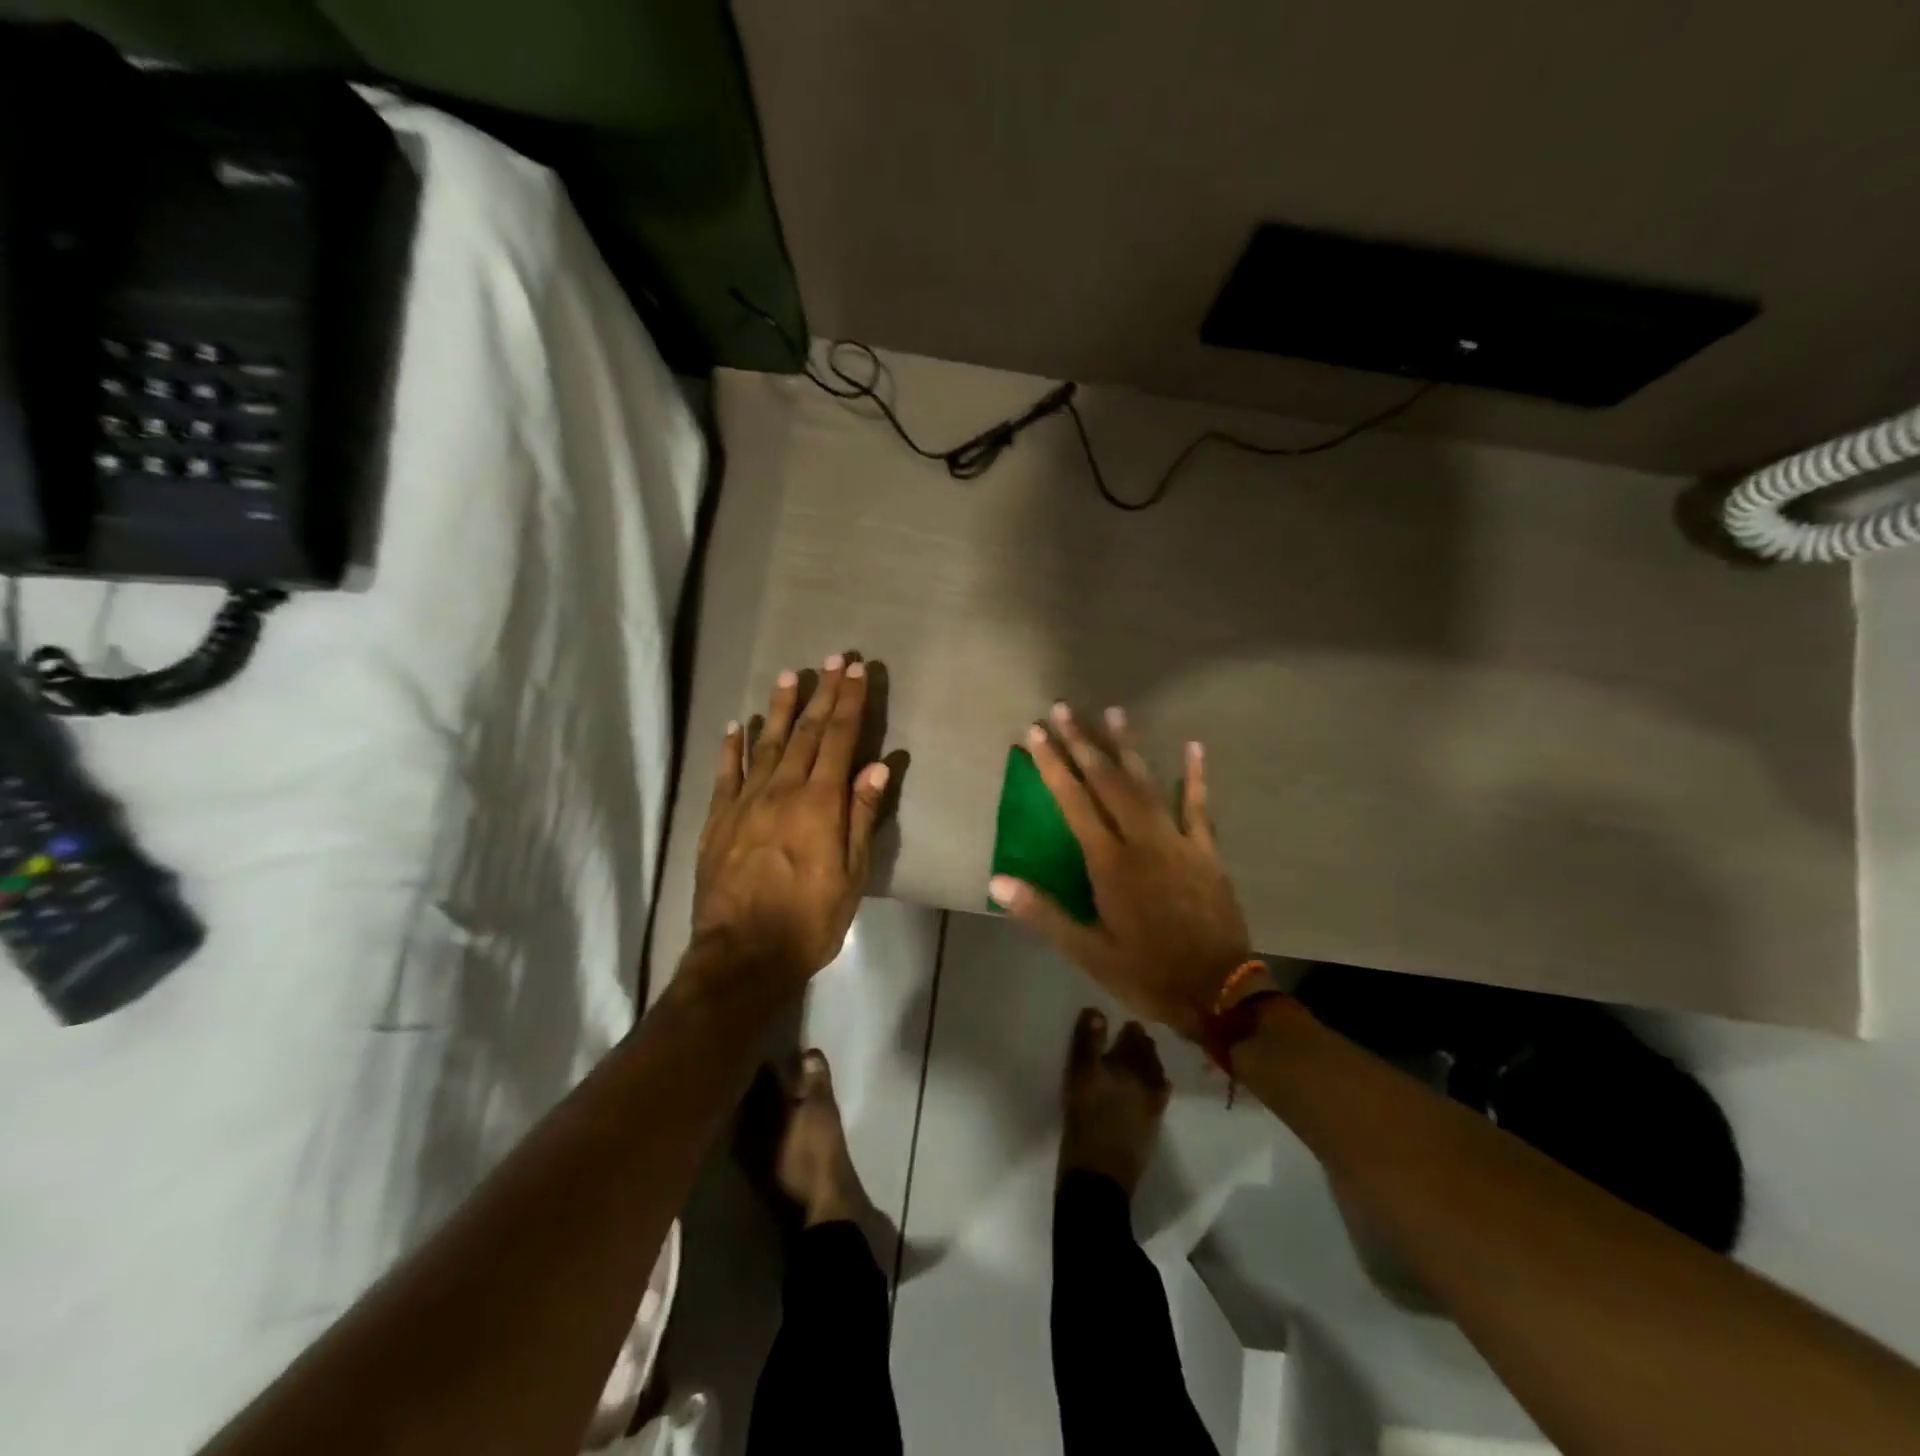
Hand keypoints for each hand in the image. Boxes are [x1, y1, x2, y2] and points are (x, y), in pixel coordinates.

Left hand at [692, 656, 890, 990]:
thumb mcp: (851, 875)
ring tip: (789, 676)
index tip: (857, 670)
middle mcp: (782, 791)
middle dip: (822, 693)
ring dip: (780, 709)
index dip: (850, 702)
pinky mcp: (717, 820)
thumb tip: (877, 767)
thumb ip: (862, 817)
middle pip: (807, 732)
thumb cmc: (809, 919)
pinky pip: (725, 774)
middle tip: (832, 658)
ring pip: (766, 744)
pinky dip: (732, 747)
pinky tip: (738, 725)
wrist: (742, 955)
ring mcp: (745, 802)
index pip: (840, 740)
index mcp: (819, 803)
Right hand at [990, 704, 1250, 1040]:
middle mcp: (1142, 841)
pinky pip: (1199, 806)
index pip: (1074, 803)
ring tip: (1112, 711)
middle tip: (1063, 708)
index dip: (1053, 765)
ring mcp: (1178, 842)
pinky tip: (1194, 746)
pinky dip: (1195, 776)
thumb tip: (998, 880)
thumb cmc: (1146, 973)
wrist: (1218, 993)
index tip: (1037, 733)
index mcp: (1109, 864)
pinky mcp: (1206, 851)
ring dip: (1127, 747)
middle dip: (1083, 742)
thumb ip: (1043, 913)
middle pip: (1107, 782)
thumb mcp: (1087, 952)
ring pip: (1147, 784)